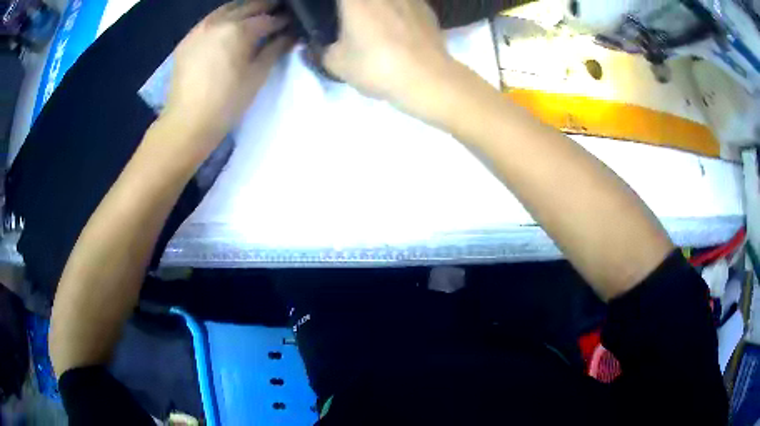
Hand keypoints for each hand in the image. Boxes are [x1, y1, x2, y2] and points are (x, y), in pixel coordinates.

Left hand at [163, 1, 293, 146]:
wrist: (187, 123)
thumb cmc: (226, 103)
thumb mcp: (257, 76)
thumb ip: (275, 50)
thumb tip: (290, 36)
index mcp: (239, 30)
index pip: (268, 19)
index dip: (282, 21)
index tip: (292, 23)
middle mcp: (219, 22)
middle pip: (248, 7)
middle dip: (265, 8)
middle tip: (277, 13)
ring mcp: (200, 28)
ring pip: (227, 9)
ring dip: (244, 9)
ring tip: (255, 15)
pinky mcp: (187, 39)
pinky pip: (210, 20)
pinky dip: (224, 17)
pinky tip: (229, 25)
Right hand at [324, 0, 458, 116]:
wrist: (427, 78)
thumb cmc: (376, 66)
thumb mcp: (337, 64)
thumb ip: (323, 50)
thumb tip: (318, 47)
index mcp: (356, 0)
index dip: (338, 7)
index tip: (336, 14)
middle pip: (363, 0)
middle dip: (357, 7)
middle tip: (352, 17)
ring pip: (390, 1)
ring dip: (381, 8)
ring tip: (378, 22)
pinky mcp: (427, 9)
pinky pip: (407, 3)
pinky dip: (400, 10)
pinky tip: (400, 28)